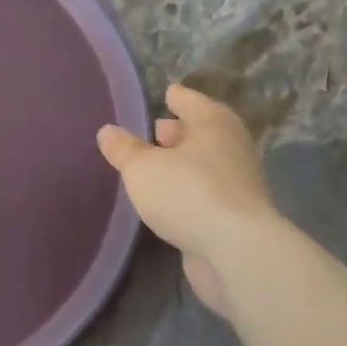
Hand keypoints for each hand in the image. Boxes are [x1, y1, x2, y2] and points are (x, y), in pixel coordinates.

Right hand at [96, 84, 278, 318]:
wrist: (237, 252)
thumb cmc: (187, 194)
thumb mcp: (142, 168)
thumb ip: (123, 149)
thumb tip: (107, 131)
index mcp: (213, 123)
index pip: (190, 100)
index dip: (175, 97)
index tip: (166, 93)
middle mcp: (232, 146)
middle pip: (203, 131)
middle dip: (180, 131)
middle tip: (156, 131)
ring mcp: (239, 182)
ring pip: (206, 163)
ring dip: (184, 162)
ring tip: (157, 166)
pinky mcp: (237, 215)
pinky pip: (208, 191)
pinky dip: (191, 189)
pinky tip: (171, 199)